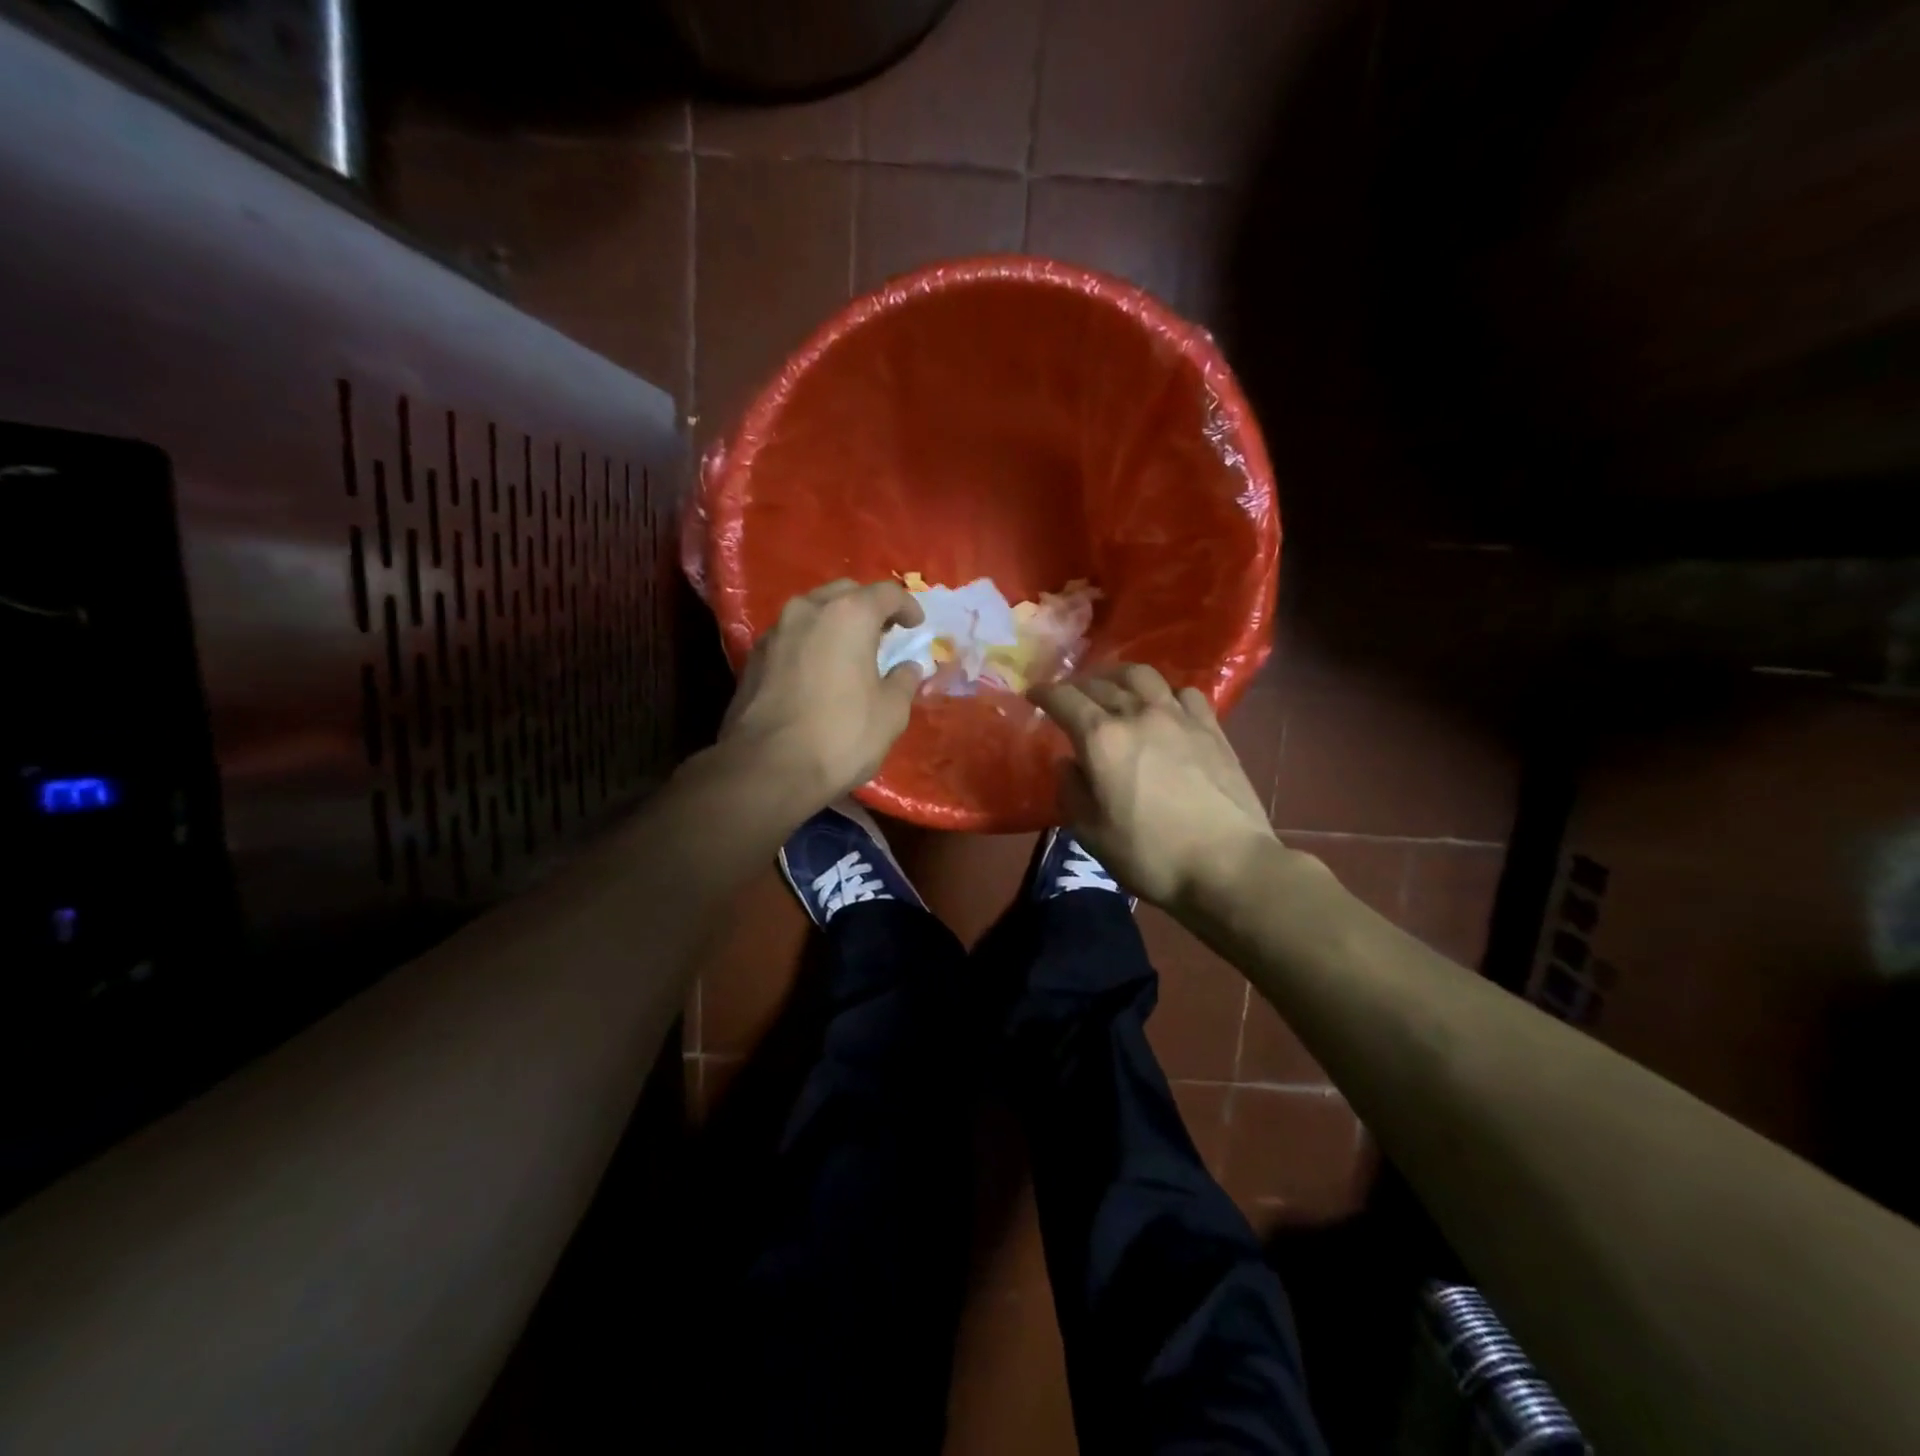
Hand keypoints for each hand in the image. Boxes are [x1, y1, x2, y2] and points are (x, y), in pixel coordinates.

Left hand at [718, 579, 924, 807]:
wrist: (768, 767)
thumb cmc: (841, 735)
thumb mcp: (890, 713)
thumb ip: (903, 681)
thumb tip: (908, 668)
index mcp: (849, 614)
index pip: (887, 593)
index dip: (908, 606)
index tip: (916, 624)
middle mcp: (809, 610)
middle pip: (845, 593)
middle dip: (868, 607)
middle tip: (884, 633)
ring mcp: (775, 631)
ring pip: (813, 611)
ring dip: (835, 623)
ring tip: (850, 651)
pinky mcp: (754, 656)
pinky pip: (792, 636)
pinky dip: (811, 643)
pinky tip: (819, 670)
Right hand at [1031, 664, 1276, 907]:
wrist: (1227, 865)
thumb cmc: (1150, 855)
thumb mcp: (1091, 833)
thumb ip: (1071, 790)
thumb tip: (1068, 762)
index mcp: (1101, 738)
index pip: (1064, 699)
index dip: (1044, 693)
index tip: (1033, 694)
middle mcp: (1137, 714)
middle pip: (1101, 683)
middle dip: (1078, 686)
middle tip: (1070, 697)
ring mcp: (1178, 717)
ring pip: (1142, 676)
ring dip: (1119, 676)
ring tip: (1113, 687)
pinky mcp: (1211, 728)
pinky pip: (1183, 693)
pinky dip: (1164, 693)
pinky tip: (1164, 707)